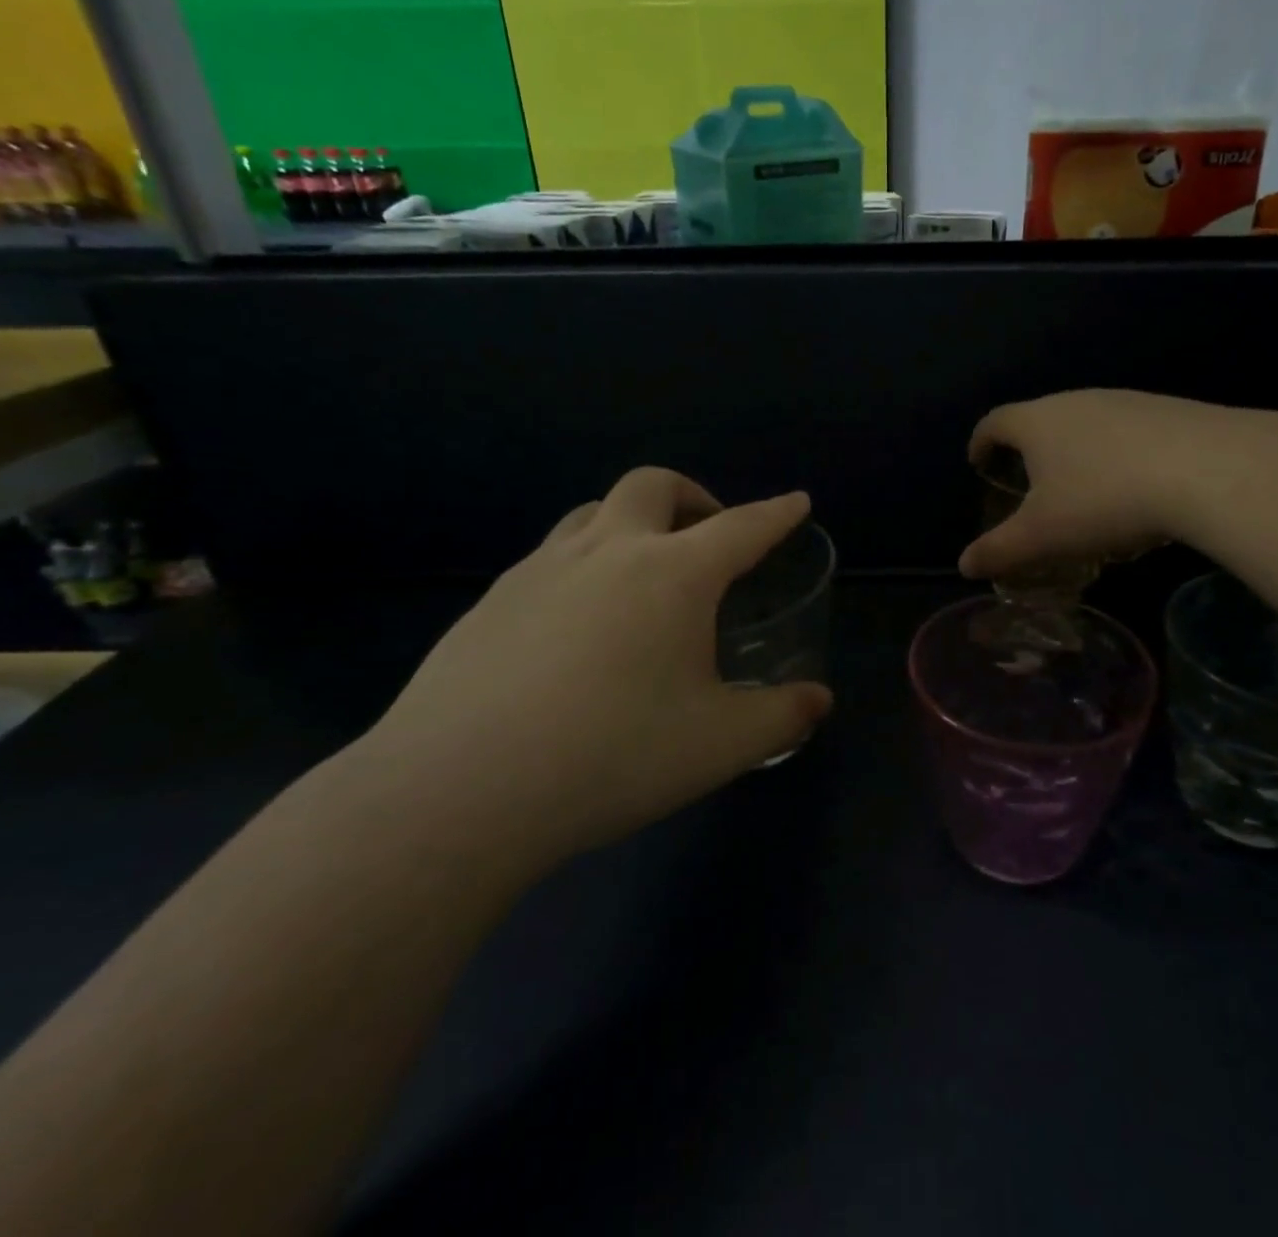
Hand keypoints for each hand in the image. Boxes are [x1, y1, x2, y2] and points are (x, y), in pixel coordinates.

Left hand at [353, 469, 832, 880]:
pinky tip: (578, 627)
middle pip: (654, 487)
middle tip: (709, 535)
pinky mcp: (490, 601)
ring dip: (631, 524)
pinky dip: (583, 566)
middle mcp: (607, 552)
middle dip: (693, 496)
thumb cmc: (612, 756)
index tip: (796, 502)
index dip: (776, 514)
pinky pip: (550, 558)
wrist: (458, 791)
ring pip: (593, 513)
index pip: (742, 527)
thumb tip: (819, 700)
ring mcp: (540, 570)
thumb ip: (781, 717)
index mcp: (673, 574)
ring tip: (644, 574)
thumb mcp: (719, 745)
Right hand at [960, 389, 1225, 578]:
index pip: (994, 422)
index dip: (980, 442)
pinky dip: (1116, 454)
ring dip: (1074, 451)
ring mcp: (1125, 401)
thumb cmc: (1105, 500)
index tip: (978, 462)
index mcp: (1037, 422)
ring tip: (1081, 488)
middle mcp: (1077, 400)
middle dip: (1028, 448)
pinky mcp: (1166, 410)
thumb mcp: (1043, 535)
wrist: (1209, 469)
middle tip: (1028, 483)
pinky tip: (1134, 486)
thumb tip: (964, 565)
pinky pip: (1126, 431)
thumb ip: (999, 550)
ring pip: (1085, 424)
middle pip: (1040, 418)